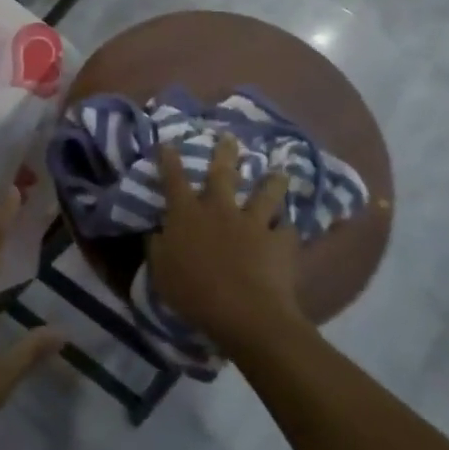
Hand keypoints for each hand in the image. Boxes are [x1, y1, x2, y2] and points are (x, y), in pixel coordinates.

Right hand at [150, 134, 304, 356]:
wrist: (245, 313)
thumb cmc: (194, 293)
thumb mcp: (160, 272)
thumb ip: (157, 248)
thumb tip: (156, 231)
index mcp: (187, 214)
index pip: (174, 179)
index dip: (169, 159)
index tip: (168, 141)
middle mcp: (220, 209)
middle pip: (223, 174)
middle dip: (225, 152)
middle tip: (230, 136)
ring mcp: (253, 223)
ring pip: (266, 194)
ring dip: (272, 181)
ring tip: (279, 172)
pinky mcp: (279, 241)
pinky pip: (287, 230)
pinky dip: (288, 228)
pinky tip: (291, 227)